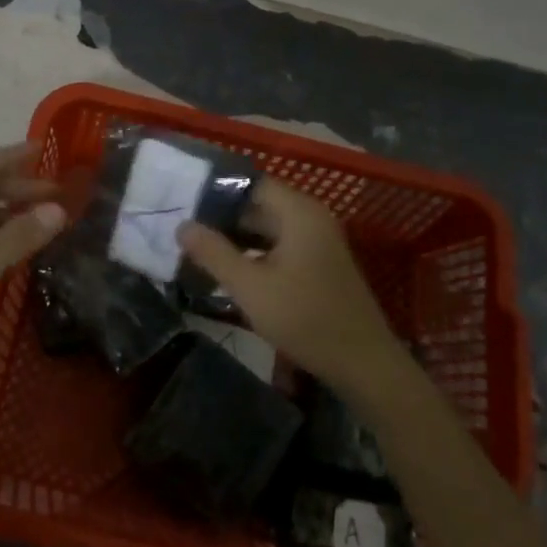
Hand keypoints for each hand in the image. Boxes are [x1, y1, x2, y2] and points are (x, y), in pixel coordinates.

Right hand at [179, 178, 406, 395]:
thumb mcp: (250, 287)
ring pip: (267, 227)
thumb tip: (182, 226)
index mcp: (298, 211)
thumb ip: (214, 253)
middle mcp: (310, 216)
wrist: (363, 364)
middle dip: (222, 216)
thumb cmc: (305, 318)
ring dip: (236, 237)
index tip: (184, 203)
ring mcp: (317, 240)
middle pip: (258, 203)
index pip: (250, 183)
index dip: (216, 191)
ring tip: (198, 248)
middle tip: (184, 229)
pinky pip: (279, 244)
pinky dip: (254, 252)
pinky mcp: (318, 262)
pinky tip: (229, 268)